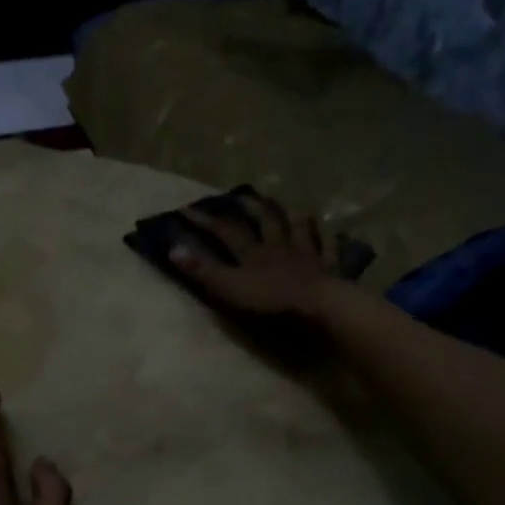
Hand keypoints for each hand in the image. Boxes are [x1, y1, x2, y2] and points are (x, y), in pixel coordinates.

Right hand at [168, 191, 354, 320]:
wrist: (321, 310)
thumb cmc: (272, 303)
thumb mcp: (229, 289)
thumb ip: (203, 270)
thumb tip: (172, 247)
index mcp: (253, 253)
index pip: (225, 231)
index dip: (204, 221)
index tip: (185, 209)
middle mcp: (279, 247)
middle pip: (264, 221)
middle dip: (250, 207)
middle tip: (241, 194)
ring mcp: (308, 256)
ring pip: (299, 229)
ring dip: (292, 216)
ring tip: (289, 205)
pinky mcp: (330, 270)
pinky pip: (329, 249)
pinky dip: (328, 239)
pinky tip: (332, 232)